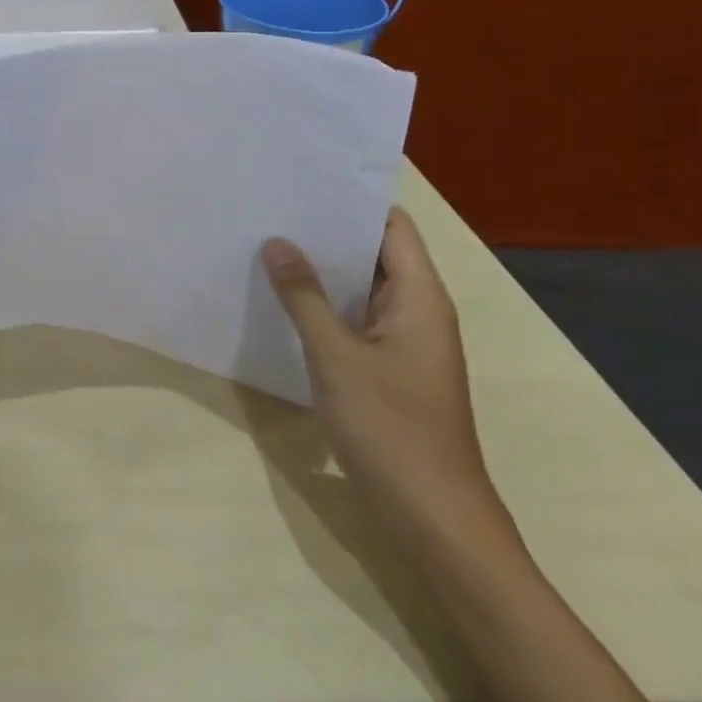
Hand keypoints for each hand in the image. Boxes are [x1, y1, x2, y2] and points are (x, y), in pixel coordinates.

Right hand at [262, 208, 498, 538]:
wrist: (435, 523)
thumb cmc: (392, 431)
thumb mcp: (337, 358)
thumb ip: (304, 296)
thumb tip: (277, 241)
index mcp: (419, 298)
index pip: (391, 226)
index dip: (352, 199)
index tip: (303, 178)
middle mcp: (416, 311)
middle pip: (374, 251)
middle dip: (326, 229)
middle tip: (271, 204)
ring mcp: (403, 342)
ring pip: (361, 286)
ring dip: (321, 266)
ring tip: (267, 239)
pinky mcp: (388, 369)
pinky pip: (354, 317)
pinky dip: (323, 301)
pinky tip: (281, 296)